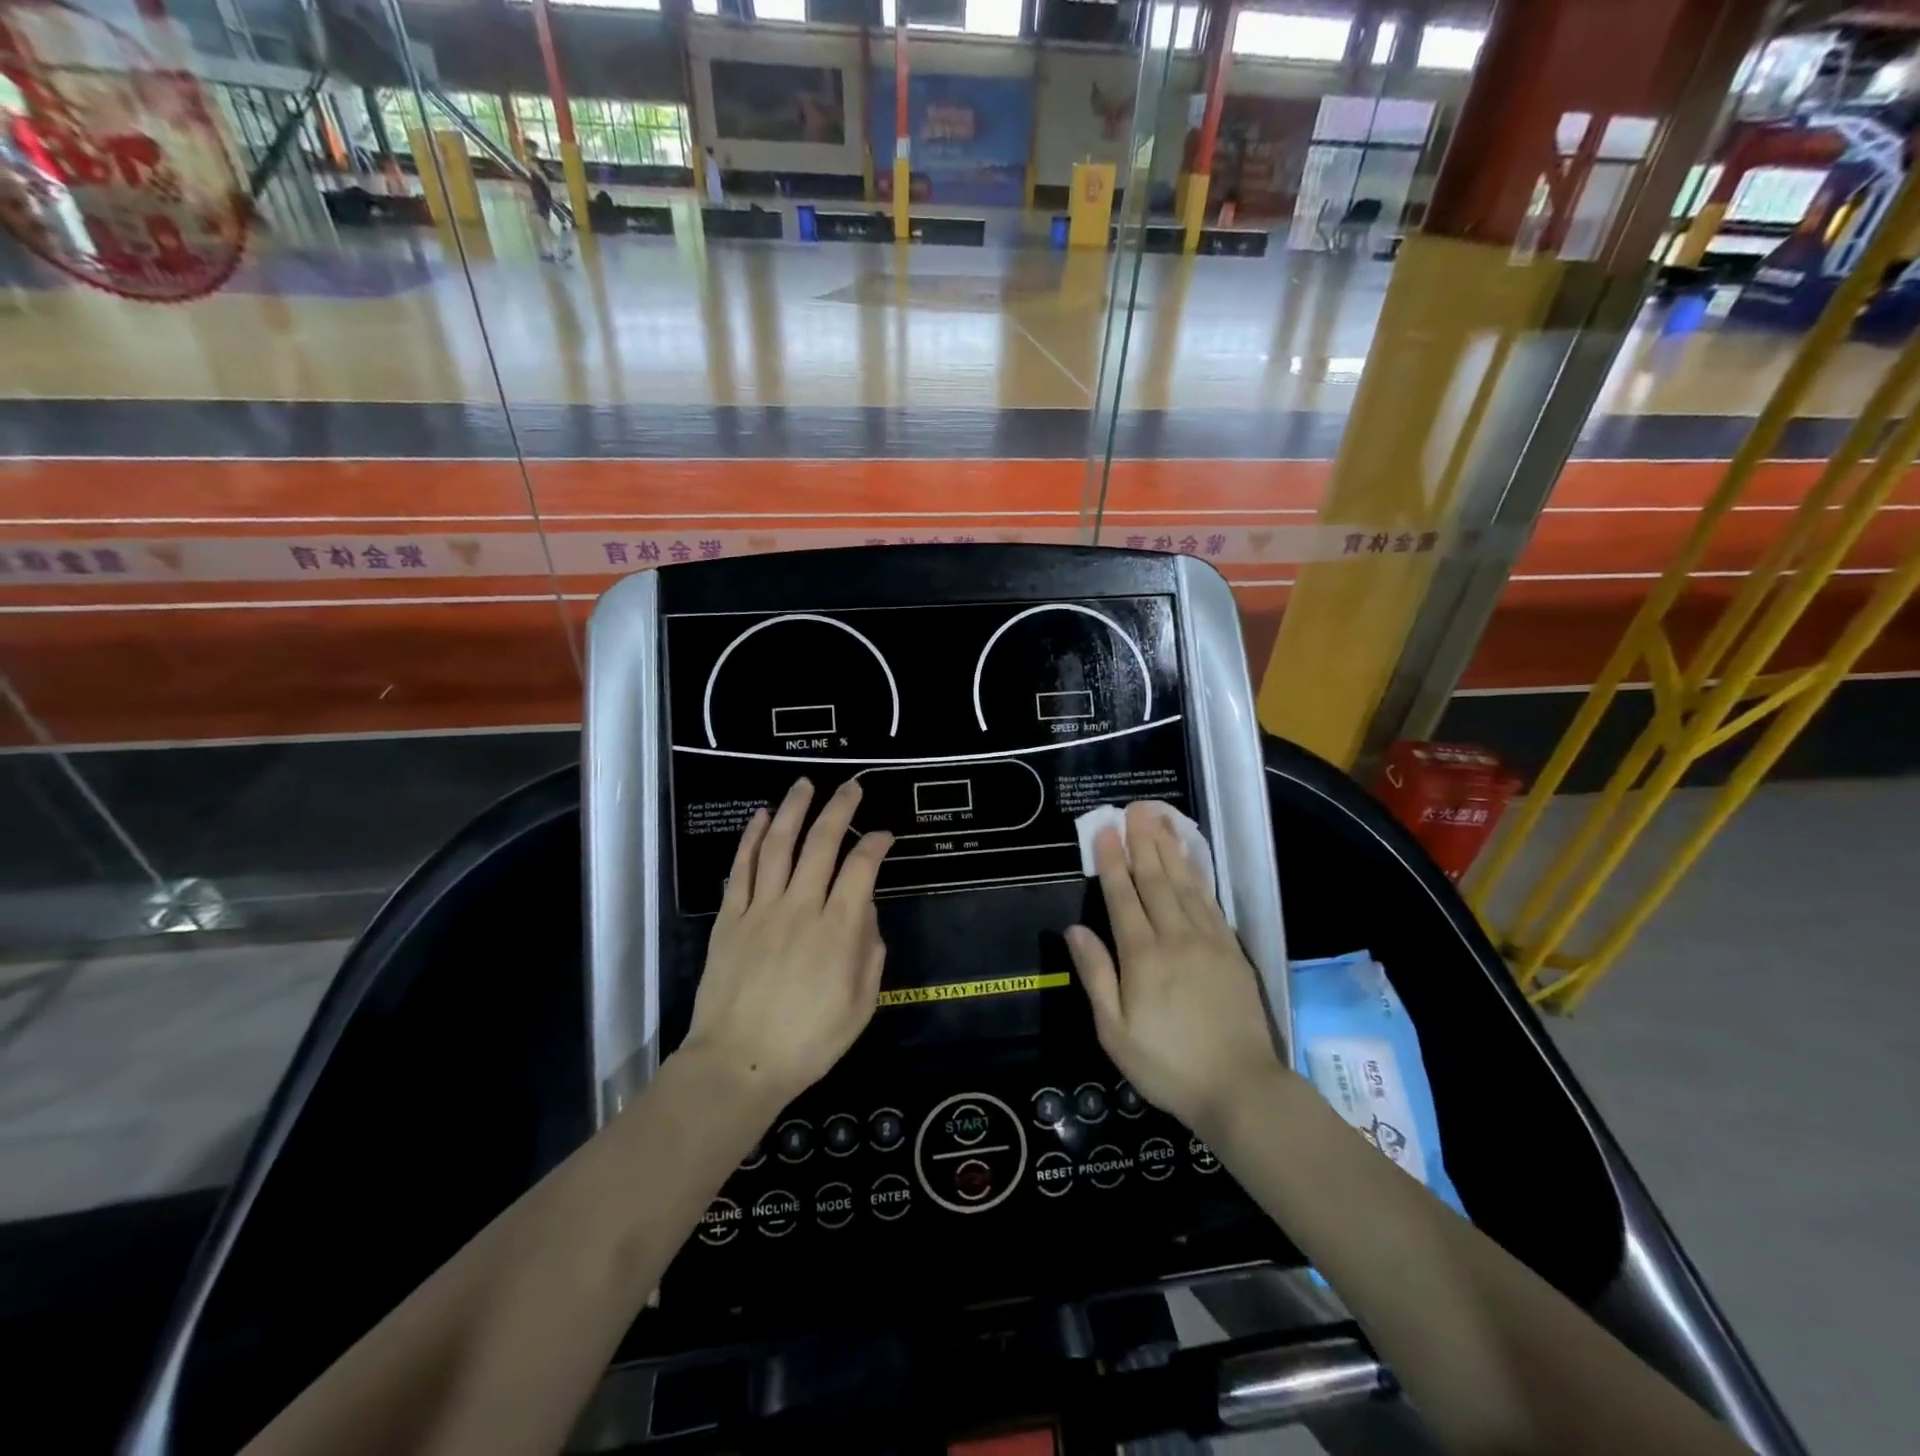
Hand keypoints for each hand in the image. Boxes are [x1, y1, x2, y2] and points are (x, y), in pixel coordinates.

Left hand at [684, 778, 893, 1108]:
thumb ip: (870, 952)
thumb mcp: (861, 1005)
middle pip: (821, 844)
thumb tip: (865, 911)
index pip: (862, 868)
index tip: (885, 834)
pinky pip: (742, 869)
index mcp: (838, 930)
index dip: (876, 844)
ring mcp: (761, 909)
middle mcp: (801, 907)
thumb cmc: (808, 1042)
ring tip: (804, 785)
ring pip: (778, 846)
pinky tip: (760, 817)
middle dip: (839, 809)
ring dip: (793, 810)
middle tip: (851, 786)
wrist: (738, 1064)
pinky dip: (750, 839)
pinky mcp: (730, 918)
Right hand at [1065, 802, 1288, 1138]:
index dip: (1112, 862)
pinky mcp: (1231, 950)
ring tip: (1160, 820)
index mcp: (1142, 957)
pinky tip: (1190, 860)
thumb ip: (1096, 975)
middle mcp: (1174, 938)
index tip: (1105, 830)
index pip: (1122, 897)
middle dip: (1142, 842)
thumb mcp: (1115, 1031)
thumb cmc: (1167, 1065)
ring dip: (1169, 849)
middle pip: (1155, 880)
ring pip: (1184, 884)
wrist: (1240, 1088)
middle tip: (1135, 808)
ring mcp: (1208, 941)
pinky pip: (1210, 902)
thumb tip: (1074, 929)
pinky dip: (1198, 875)